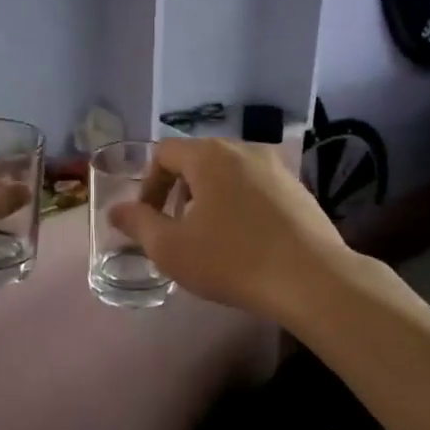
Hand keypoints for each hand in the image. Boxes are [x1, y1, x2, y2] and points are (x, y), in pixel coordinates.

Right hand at [110, 139, 352, 326]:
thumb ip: (138, 224)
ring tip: (210, 237)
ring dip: (210, 199)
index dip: (148, 185)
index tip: (149, 220)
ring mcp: (277, 167)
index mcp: (209, 155)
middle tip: (176, 229)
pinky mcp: (299, 189)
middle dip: (179, 191)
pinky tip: (245, 241)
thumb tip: (116, 211)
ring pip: (228, 174)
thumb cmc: (232, 259)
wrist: (312, 280)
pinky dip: (240, 205)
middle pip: (197, 160)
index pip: (164, 152)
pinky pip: (256, 188)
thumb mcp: (172, 248)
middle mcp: (244, 149)